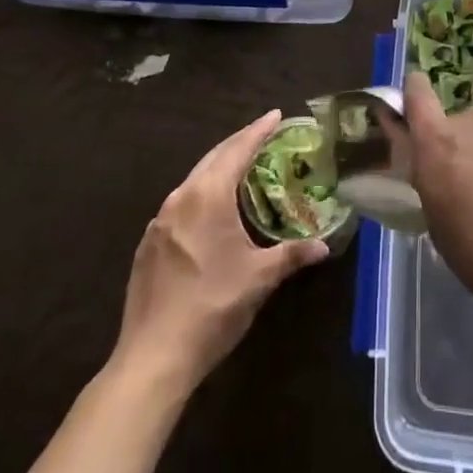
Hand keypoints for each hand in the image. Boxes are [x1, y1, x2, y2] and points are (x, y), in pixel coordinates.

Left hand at [113, 109, 327, 391]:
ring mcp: (159, 221)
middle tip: (264, 135)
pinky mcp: (148, 243)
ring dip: (219, 169)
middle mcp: (181, 198)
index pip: (238, 150)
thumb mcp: (260, 278)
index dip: (259, 131)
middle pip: (214, 158)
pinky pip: (181, 204)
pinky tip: (212, 212)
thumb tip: (324, 246)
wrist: (153, 358)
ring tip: (242, 169)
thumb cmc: (213, 307)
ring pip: (194, 180)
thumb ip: (292, 255)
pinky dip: (202, 195)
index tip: (276, 114)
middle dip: (239, 143)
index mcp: (207, 196)